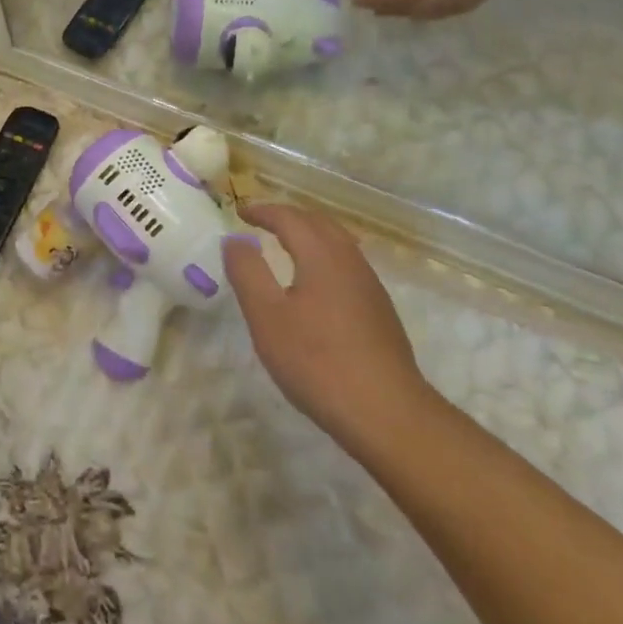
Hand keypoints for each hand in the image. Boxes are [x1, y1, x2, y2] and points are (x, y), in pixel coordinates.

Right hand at [222, 204, 433, 457]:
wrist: (387, 413)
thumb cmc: (317, 361)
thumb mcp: (267, 316)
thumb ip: (248, 272)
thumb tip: (235, 240)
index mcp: (322, 256)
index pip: (290, 218)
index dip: (263, 210)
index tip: (240, 211)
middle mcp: (350, 261)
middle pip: (319, 223)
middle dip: (288, 216)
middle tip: (261, 221)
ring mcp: (369, 286)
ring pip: (338, 243)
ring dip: (309, 234)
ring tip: (285, 244)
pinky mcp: (380, 311)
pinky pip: (347, 264)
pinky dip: (323, 255)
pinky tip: (315, 282)